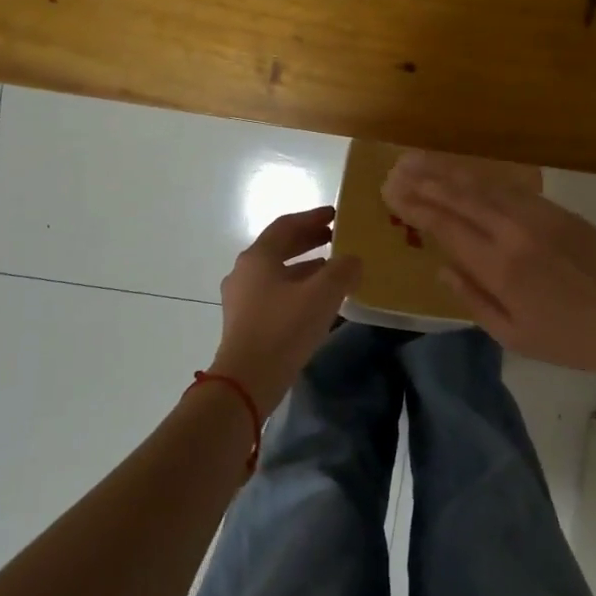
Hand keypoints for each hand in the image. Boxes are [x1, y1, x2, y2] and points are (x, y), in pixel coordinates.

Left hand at [210, 206, 361, 411]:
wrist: (247, 381)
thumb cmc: (284, 328)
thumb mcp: (322, 294)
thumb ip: (342, 270)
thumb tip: (353, 260)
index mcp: (258, 257)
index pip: (286, 225)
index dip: (312, 217)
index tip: (335, 215)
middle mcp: (245, 272)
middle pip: (279, 247)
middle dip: (308, 240)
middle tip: (336, 238)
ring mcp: (241, 299)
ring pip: (277, 272)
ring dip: (305, 266)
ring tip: (333, 270)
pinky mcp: (245, 322)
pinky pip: (275, 294)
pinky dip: (297, 288)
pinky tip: (317, 302)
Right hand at [383, 153, 595, 388]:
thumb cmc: (572, 339)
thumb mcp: (514, 335)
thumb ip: (473, 299)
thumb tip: (442, 269)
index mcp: (500, 267)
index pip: (446, 226)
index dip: (416, 207)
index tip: (391, 192)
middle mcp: (514, 232)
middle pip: (461, 197)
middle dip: (426, 181)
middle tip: (397, 168)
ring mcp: (540, 216)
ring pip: (485, 186)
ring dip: (450, 171)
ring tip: (421, 160)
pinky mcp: (560, 210)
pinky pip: (513, 188)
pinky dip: (485, 178)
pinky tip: (469, 174)